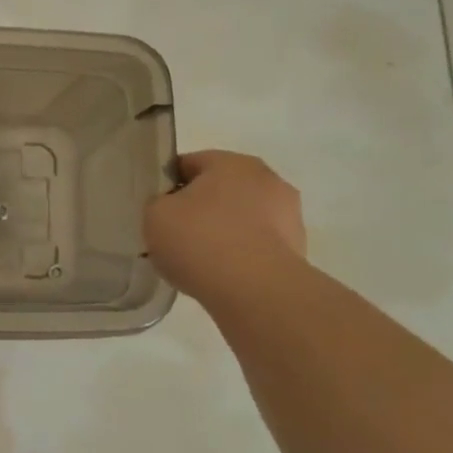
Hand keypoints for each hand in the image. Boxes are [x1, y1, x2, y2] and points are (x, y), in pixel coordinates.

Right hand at [144, 150, 306, 300]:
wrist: (254, 290)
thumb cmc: (200, 239)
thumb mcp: (155, 214)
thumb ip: (159, 203)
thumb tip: (171, 208)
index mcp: (232, 162)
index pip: (188, 163)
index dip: (166, 184)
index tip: (155, 209)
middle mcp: (267, 179)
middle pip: (219, 189)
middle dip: (198, 208)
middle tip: (174, 234)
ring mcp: (289, 215)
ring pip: (241, 218)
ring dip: (222, 231)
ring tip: (197, 261)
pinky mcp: (297, 249)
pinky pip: (256, 245)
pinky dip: (240, 255)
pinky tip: (221, 275)